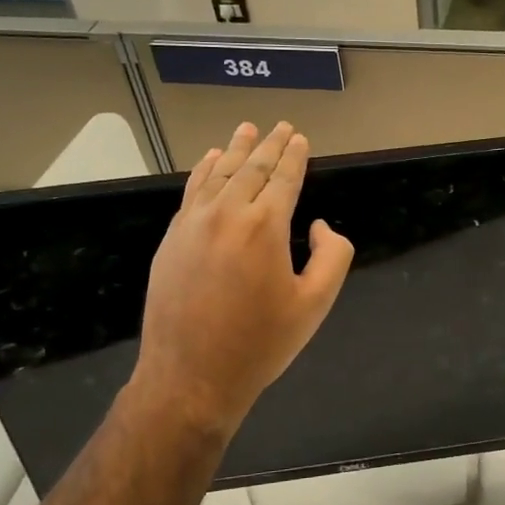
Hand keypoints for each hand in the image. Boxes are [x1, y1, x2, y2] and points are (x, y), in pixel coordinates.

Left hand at [135, 121, 353, 438]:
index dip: (295, 156)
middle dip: (270, 145)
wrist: (190, 377)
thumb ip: (332, 255)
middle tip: (281, 126)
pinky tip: (210, 160)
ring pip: (218, 174)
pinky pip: (192, 192)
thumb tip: (316, 224)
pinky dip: (204, 171)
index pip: (284, 178)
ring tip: (247, 130)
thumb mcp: (315, 304)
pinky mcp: (172, 239)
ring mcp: (193, 224)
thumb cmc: (260, 343)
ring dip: (236, 150)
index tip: (300, 138)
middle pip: (252, 168)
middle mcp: (227, 214)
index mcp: (265, 226)